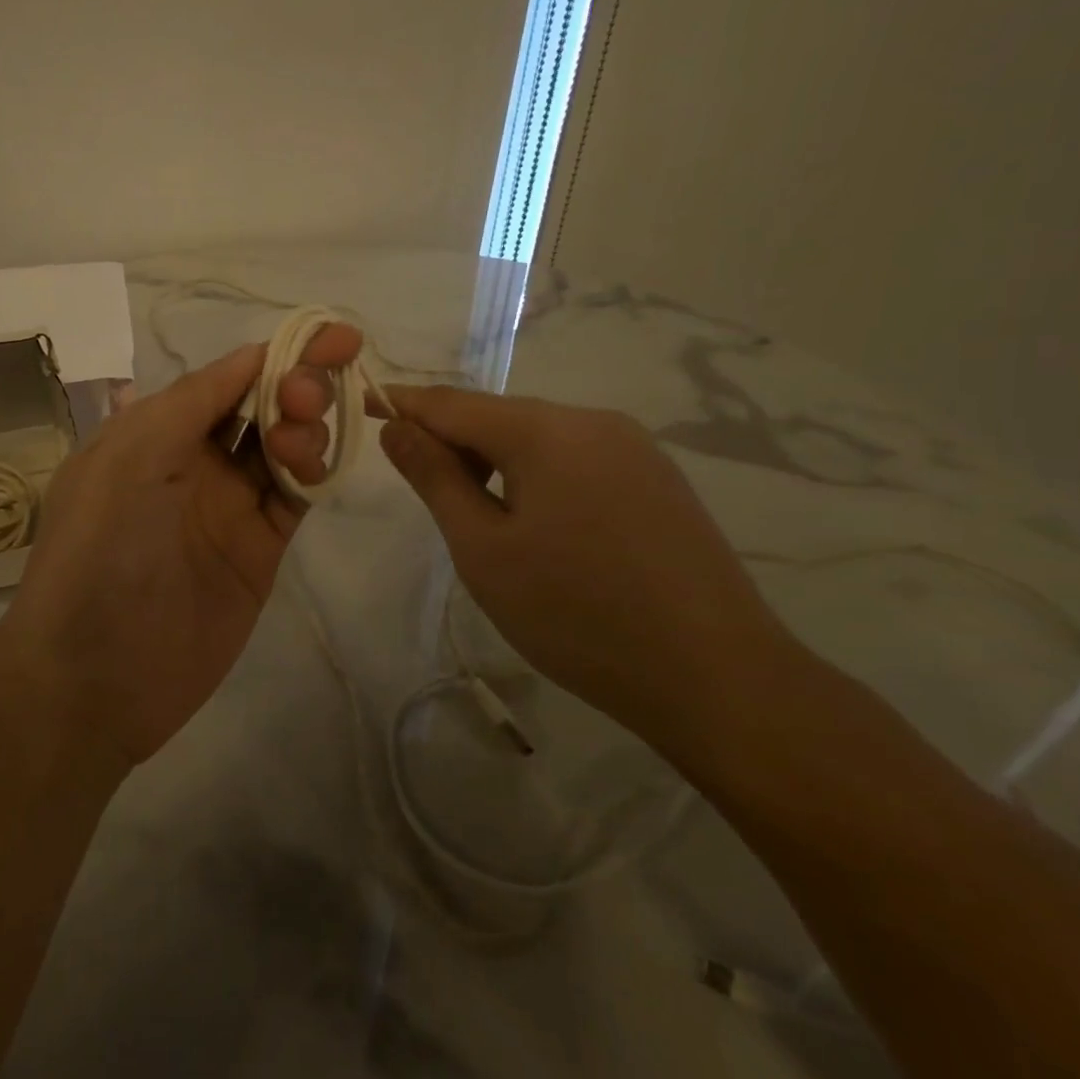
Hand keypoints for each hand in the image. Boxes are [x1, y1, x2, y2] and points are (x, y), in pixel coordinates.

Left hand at [0, 326, 363, 765]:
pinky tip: (315, 467)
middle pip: (259, 407)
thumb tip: (251, 356)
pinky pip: (295, 499)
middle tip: (311, 393)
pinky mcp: (258, 552)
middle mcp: (192, 463)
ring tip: (299, 440)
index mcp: (152, 433)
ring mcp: (228, 509)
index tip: (328, 338)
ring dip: (303, 429)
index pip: (223, 379)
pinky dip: (313, 475)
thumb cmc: (100, 553)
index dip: (273, 355)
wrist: (96, 675)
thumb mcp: (129, 460)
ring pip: (283, 449)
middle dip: (294, 386)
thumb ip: (191, 404)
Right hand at [374, 386, 793, 745]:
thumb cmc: (576, 613)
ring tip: (478, 519)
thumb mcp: (484, 549)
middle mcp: (594, 421)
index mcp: (546, 430)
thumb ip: (435, 479)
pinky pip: (575, 459)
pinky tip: (536, 526)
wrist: (715, 676)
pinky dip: (536, 475)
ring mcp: (634, 449)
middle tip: (421, 488)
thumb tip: (397, 428)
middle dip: (451, 440)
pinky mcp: (656, 480)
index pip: (453, 402)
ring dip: (493, 461)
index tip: (364, 407)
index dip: (403, 404)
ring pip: (538, 437)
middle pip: (498, 416)